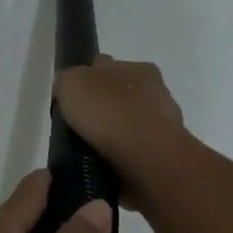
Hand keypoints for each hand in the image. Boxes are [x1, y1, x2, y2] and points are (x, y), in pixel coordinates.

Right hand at [52, 56, 190, 208]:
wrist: (147, 158)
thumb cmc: (109, 114)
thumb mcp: (72, 84)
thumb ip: (67, 81)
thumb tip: (68, 88)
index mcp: (138, 68)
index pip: (106, 68)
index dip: (86, 81)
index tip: (72, 101)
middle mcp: (156, 91)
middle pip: (120, 95)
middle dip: (103, 108)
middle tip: (81, 128)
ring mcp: (164, 124)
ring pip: (131, 124)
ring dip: (116, 134)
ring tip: (93, 151)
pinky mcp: (165, 154)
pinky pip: (138, 151)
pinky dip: (125, 155)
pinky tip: (110, 165)